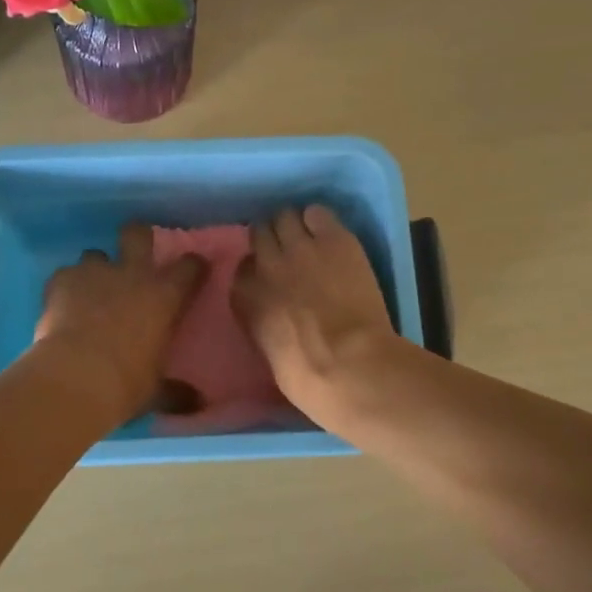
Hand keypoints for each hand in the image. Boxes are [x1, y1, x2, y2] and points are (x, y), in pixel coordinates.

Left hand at [34, 224, 205, 423]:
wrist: (75, 378)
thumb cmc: (126, 384)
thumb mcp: (156, 391)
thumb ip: (176, 392)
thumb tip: (198, 403)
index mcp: (165, 296)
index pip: (190, 267)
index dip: (193, 266)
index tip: (193, 271)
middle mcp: (132, 274)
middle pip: (137, 234)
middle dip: (137, 237)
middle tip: (133, 253)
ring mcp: (94, 272)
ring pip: (95, 254)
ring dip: (95, 269)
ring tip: (90, 291)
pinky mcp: (62, 280)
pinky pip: (65, 274)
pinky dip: (65, 287)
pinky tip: (61, 306)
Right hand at [232, 206, 396, 423]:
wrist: (348, 365)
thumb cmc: (307, 378)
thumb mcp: (269, 353)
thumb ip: (265, 323)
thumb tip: (276, 317)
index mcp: (243, 297)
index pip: (243, 267)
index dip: (258, 269)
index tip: (270, 277)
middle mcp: (265, 264)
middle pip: (260, 232)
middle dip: (272, 239)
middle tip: (290, 251)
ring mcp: (299, 248)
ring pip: (285, 216)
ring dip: (295, 225)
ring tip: (311, 237)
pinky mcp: (334, 239)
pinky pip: (319, 213)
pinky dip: (322, 220)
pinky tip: (331, 234)